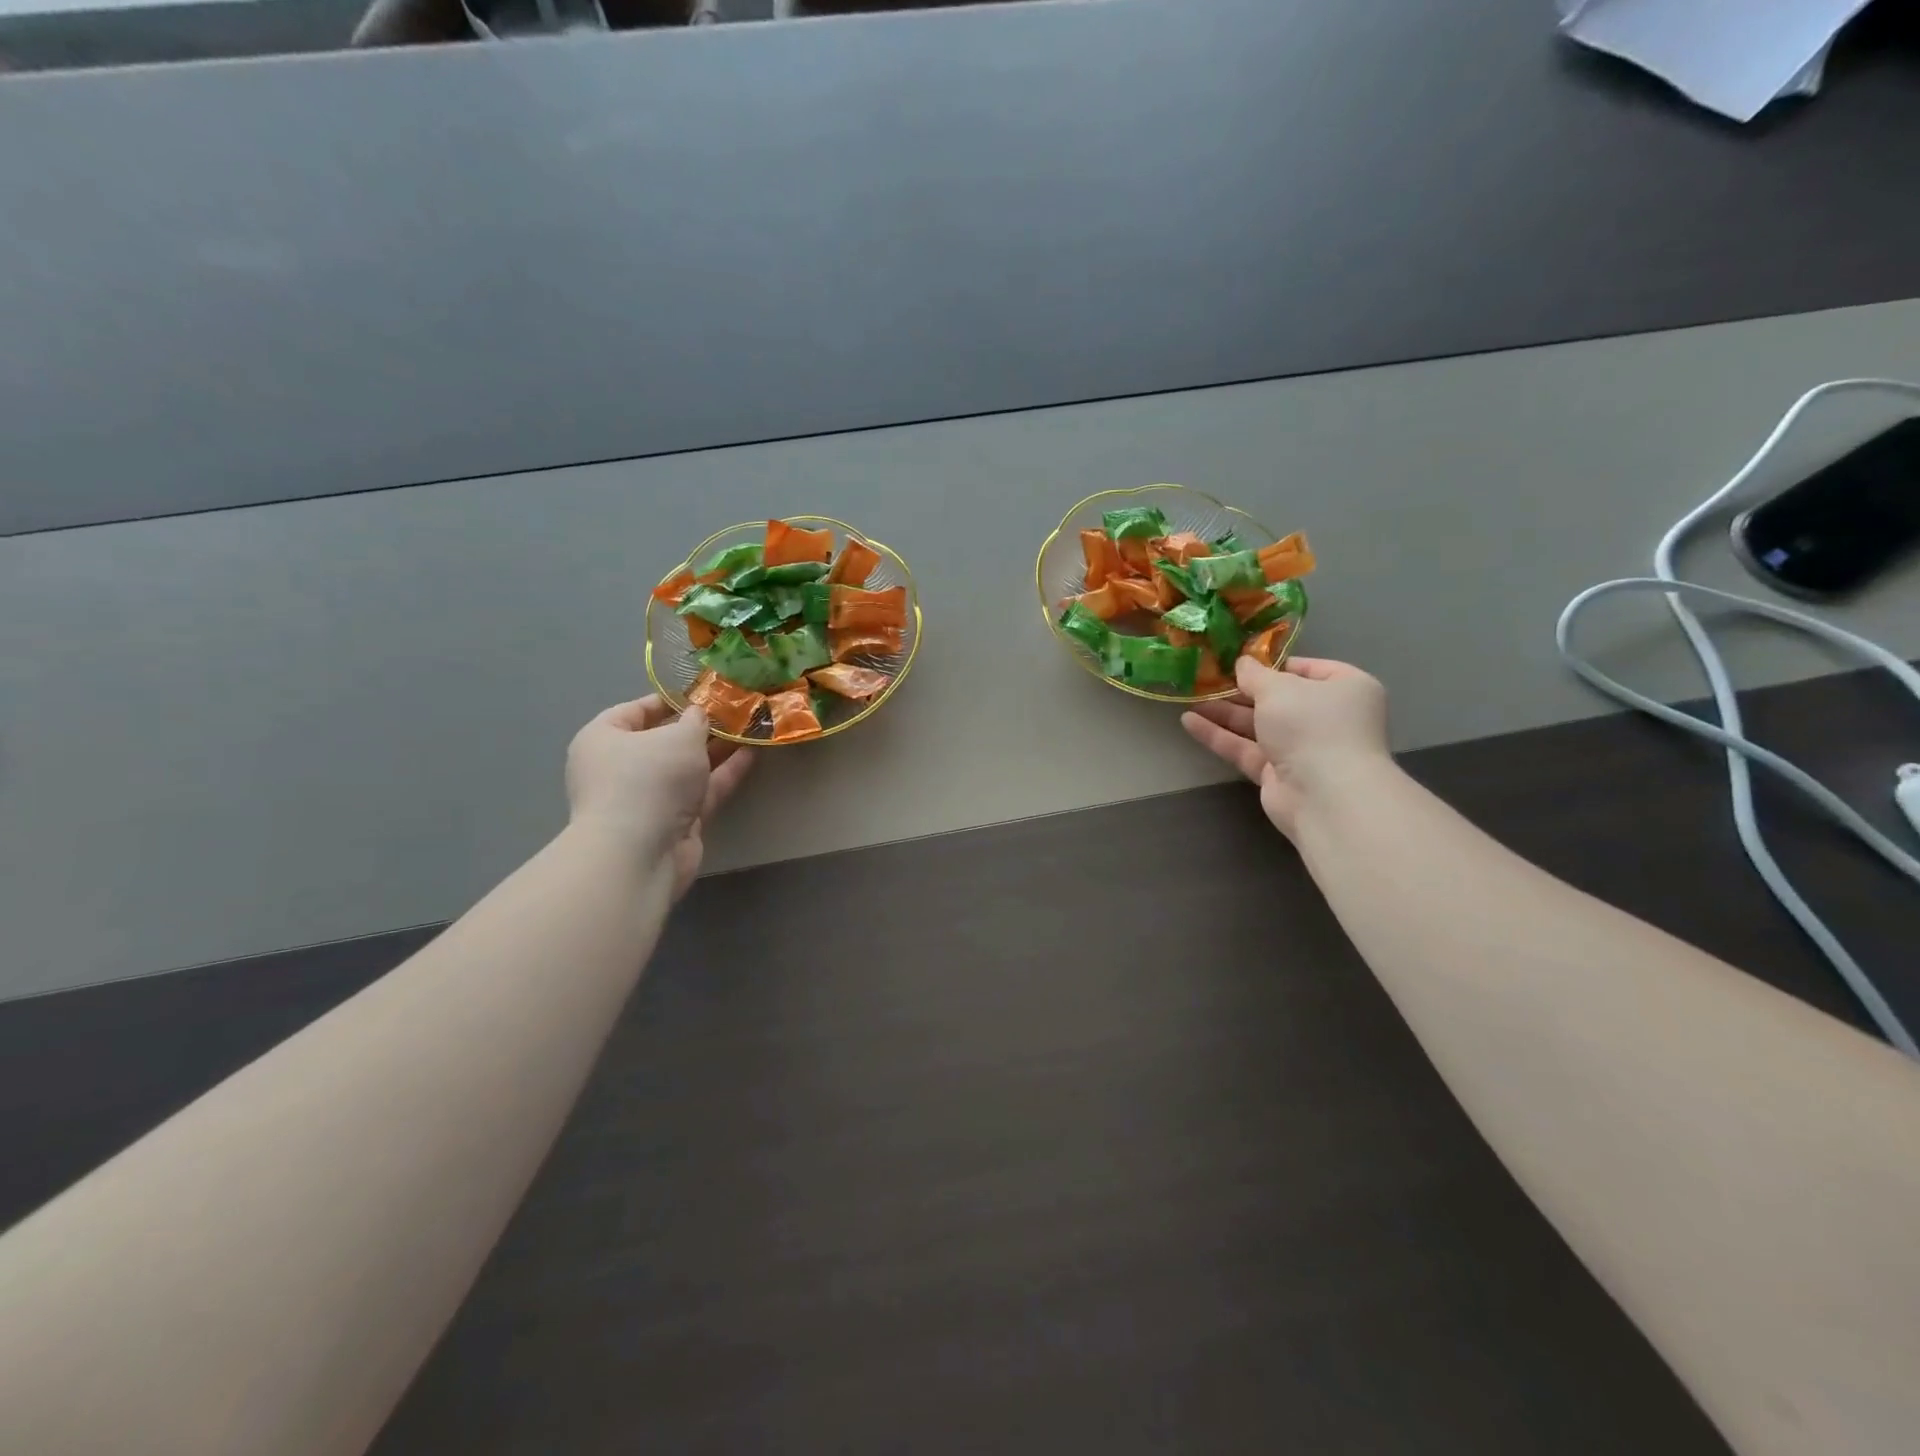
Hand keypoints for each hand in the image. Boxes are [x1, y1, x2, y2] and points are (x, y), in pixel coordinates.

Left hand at [565, 697, 752, 896]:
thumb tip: (700, 715)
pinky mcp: (674, 821)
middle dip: (700, 727)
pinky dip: (724, 773)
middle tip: (735, 711)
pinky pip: (702, 790)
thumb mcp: (679, 737)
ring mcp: (648, 798)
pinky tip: (751, 754)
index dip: (670, 700)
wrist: (640, 853)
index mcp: (603, 739)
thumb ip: (696, 721)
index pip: (635, 711)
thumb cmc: (648, 780)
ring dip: (717, 750)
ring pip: (687, 767)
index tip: (704, 693)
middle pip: (664, 740)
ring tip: (751, 729)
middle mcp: (621, 768)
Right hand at [1182, 656, 1389, 838]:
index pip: (1308, 669)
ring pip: (1257, 725)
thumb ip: (1255, 674)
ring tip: (1189, 699)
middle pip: (1278, 699)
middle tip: (1206, 680)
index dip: (1275, 664)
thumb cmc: (1312, 725)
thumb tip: (1242, 663)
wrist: (1324, 795)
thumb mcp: (1279, 688)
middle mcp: (1326, 718)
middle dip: (1241, 691)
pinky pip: (1246, 749)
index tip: (1242, 662)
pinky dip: (1219, 736)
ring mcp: (1302, 748)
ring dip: (1224, 712)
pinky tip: (1188, 722)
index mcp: (1344, 689)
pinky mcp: (1278, 774)